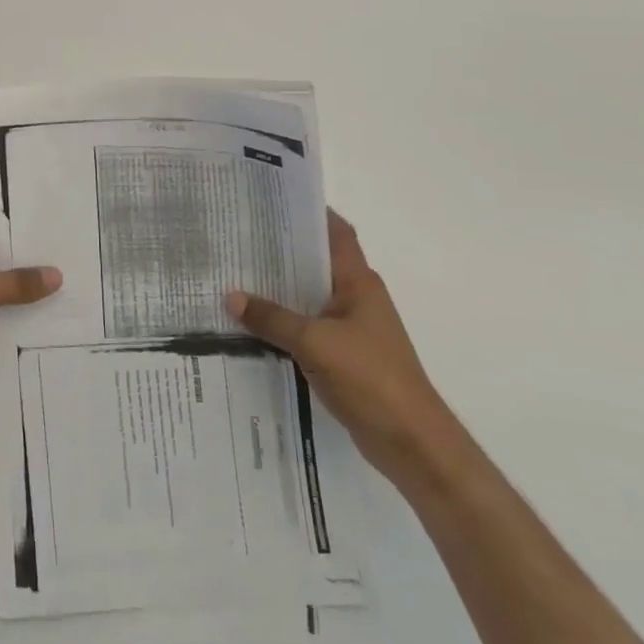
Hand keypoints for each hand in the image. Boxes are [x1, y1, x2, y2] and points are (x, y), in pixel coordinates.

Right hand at [227, 211, 457, 485]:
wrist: (412, 444)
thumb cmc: (371, 378)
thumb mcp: (315, 343)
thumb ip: (272, 318)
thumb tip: (230, 296)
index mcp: (358, 282)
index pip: (335, 232)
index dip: (309, 212)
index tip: (272, 199)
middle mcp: (356, 298)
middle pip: (315, 262)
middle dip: (281, 249)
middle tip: (238, 234)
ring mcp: (350, 328)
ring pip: (308, 296)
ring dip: (278, 288)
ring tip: (235, 273)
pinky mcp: (343, 356)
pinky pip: (306, 327)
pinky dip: (282, 322)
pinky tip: (251, 322)